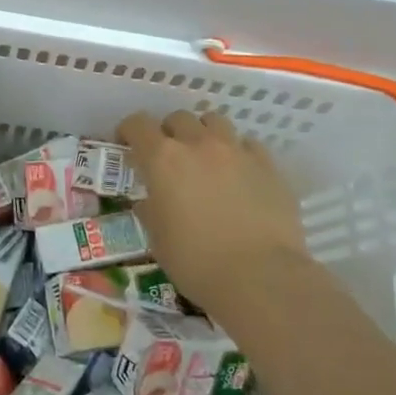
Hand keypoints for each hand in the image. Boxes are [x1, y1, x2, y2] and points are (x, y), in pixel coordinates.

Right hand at [117, 110, 307, 332]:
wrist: (260, 277)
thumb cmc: (196, 262)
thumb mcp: (157, 239)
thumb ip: (150, 210)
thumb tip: (151, 201)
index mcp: (163, 159)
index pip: (138, 124)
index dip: (129, 130)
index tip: (127, 144)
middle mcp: (198, 144)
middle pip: (178, 118)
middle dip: (168, 132)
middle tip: (169, 157)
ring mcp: (236, 151)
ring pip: (215, 121)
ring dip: (203, 133)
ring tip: (205, 157)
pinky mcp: (268, 165)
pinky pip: (247, 144)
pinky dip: (237, 152)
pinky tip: (238, 173)